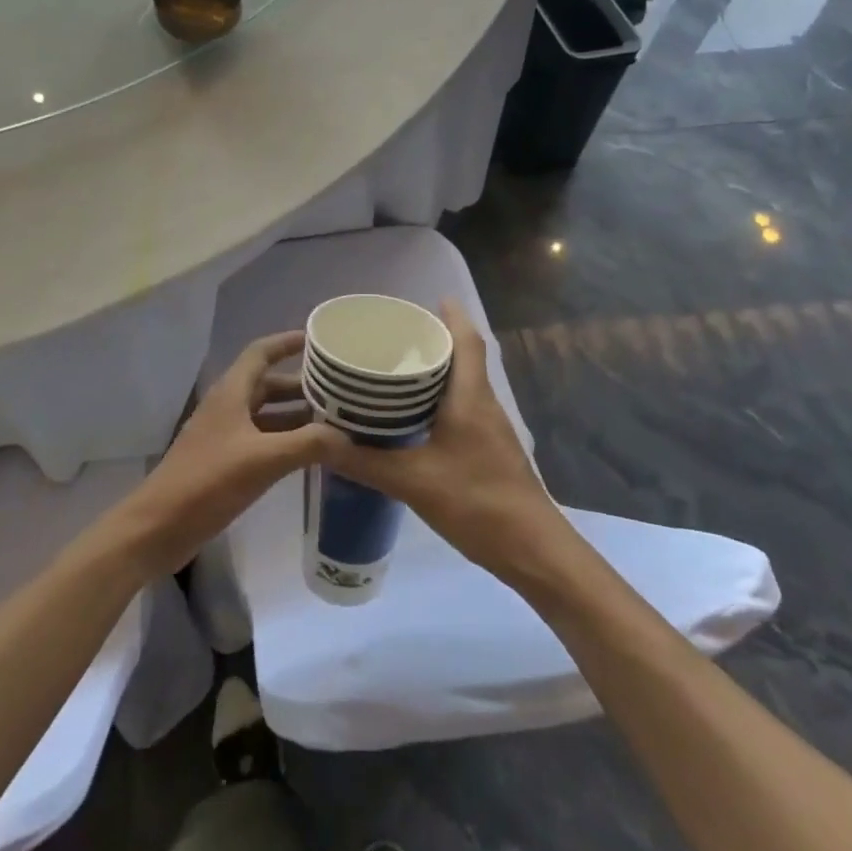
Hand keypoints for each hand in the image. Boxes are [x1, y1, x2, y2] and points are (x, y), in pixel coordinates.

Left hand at [117, 331, 337, 577]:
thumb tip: (348, 437)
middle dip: (302, 384)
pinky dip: (285, 440)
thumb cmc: (207, 482)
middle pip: (268, 384)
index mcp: (231, 392)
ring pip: (266, 414)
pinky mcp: (224, 462)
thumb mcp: (263, 460)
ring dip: (296, 415)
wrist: (158, 527)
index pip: (261, 352)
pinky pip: (261, 440)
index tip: (319, 339)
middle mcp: (228, 407)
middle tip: (340, 389)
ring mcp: (224, 436)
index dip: (288, 342)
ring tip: (335, 420)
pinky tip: (309, 454)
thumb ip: (308, 444)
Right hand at [317, 301, 560, 577]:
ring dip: (437, 372)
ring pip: (463, 386)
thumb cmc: (477, 503)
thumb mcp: (412, 482)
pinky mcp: (490, 451)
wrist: (533, 550)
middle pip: (464, 358)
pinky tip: (413, 419)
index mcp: (470, 398)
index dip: (452, 316)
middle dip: (435, 341)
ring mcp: (491, 429)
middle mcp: (484, 405)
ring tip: (396, 371)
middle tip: (395, 336)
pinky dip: (439, 401)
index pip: (467, 341)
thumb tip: (318, 441)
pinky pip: (463, 409)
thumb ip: (364, 462)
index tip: (430, 299)